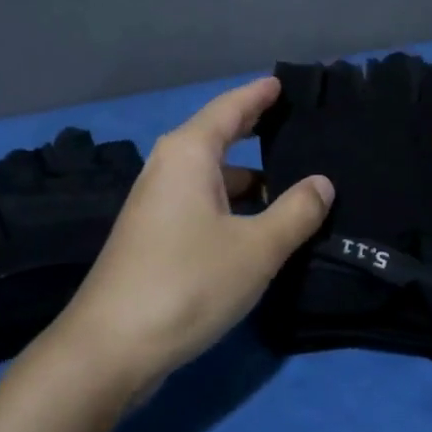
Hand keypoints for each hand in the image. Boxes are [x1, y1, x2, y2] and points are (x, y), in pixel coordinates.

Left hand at [55, 77, 332, 390]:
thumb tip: (322, 183)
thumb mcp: (256, 248)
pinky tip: (261, 224)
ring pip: (213, 175)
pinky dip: (234, 203)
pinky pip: (203, 201)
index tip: (284, 82)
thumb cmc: (187, 283)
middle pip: (219, 136)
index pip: (231, 107)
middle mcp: (168, 167)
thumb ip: (295, 212)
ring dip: (250, 176)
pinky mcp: (155, 235)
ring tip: (294, 181)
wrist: (110, 349)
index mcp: (189, 153)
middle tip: (298, 125)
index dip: (259, 94)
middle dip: (257, 130)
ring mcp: (157, 203)